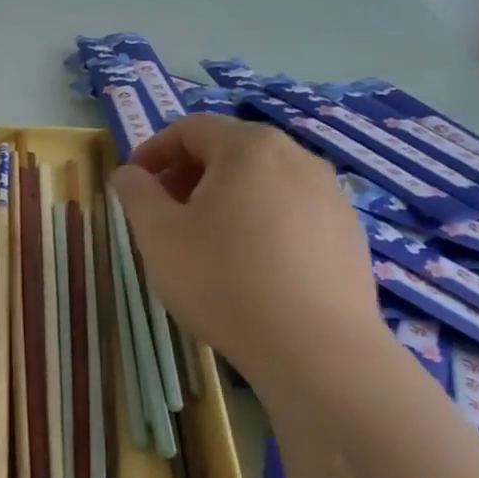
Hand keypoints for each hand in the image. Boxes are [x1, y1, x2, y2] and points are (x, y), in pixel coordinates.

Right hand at [109, 114, 383, 388]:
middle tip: (163, 212)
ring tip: (204, 241)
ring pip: (264, 182)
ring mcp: (331, 196)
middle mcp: (297, 158)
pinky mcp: (349, 235)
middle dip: (189, 174)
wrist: (315, 349)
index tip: (133, 182)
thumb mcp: (157, 234)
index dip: (154, 149)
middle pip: (231, 151)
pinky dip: (261, 222)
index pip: (192, 128)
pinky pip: (292, 212)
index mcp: (249, 148)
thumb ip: (136, 193)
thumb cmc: (222, 279)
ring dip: (225, 198)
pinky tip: (249, 266)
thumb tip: (129, 173)